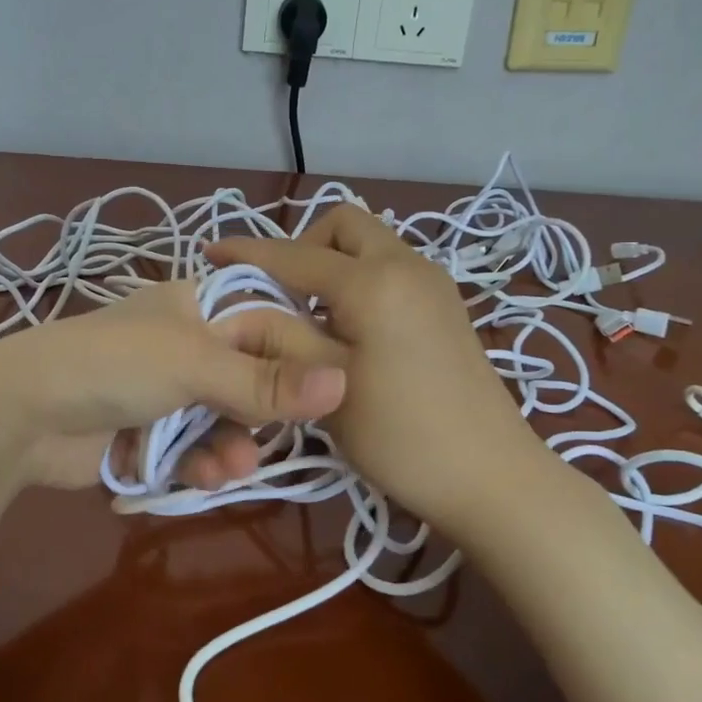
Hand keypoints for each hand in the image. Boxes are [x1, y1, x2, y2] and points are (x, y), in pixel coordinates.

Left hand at [0, 279, 348, 489]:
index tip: (338, 396)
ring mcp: (168, 392)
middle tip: (272, 440)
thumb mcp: (195, 363)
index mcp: (200, 306)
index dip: (303, 358)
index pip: (272, 324)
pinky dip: (200, 465)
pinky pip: (194, 450)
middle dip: (262, 416)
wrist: (21, 415)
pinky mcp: (150, 434)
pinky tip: (201, 478)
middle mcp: (189, 345)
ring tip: (228, 470)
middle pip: (252, 380)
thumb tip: (346, 382)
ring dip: (232, 448)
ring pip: (226, 422)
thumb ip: (267, 380)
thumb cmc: (113, 365)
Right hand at [210, 205, 546, 534]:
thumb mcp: (328, 386)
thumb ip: (278, 336)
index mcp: (374, 281)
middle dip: (302, 245)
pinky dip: (359, 279)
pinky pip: (390, 268)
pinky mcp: (445, 305)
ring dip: (332, 262)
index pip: (296, 254)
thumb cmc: (402, 436)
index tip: (210, 256)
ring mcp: (433, 283)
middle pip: (344, 225)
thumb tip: (237, 309)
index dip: (248, 254)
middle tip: (278, 292)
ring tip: (308, 314)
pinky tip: (348, 328)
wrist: (492, 477)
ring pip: (370, 244)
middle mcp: (408, 264)